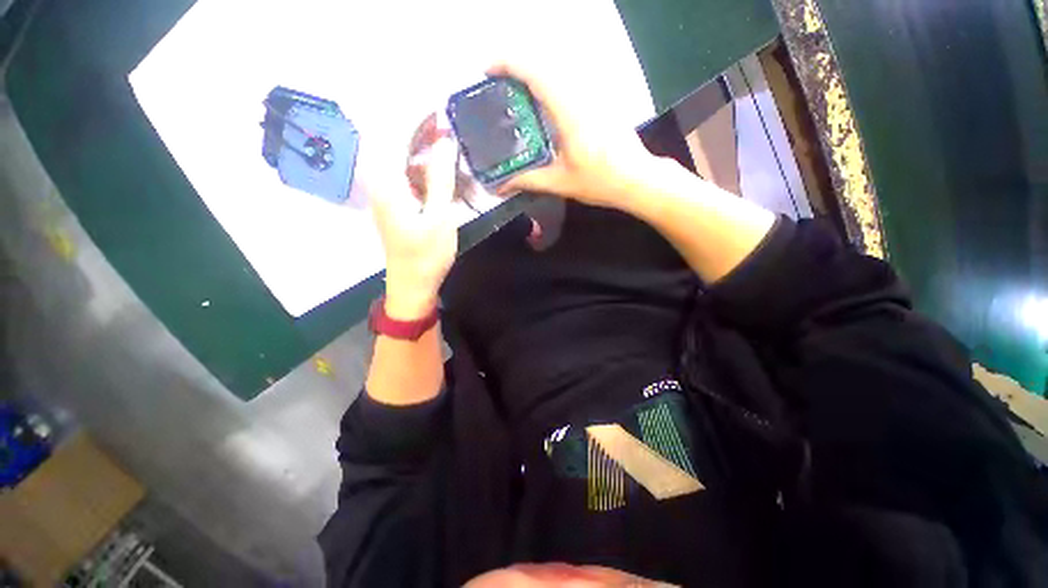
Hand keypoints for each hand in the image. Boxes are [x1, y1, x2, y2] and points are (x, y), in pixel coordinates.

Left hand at [369, 116, 458, 319]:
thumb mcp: (439, 216)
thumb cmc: (427, 254)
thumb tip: (446, 142)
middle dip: (420, 132)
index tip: (437, 108)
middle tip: (446, 125)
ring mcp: (388, 195)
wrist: (413, 285)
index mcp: (388, 183)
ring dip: (423, 151)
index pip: (395, 137)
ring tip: (447, 144)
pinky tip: (441, 172)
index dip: (415, 119)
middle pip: (397, 146)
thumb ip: (441, 178)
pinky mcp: (397, 205)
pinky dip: (424, 170)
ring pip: (403, 162)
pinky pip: (408, 178)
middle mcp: (382, 184)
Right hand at [488, 62, 659, 209]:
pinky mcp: (599, 100)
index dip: (508, 64)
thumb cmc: (600, 181)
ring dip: (533, 74)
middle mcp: (581, 94)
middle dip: (516, 67)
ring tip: (514, 93)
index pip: (535, 73)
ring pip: (557, 69)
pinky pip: (569, 80)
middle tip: (497, 86)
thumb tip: (501, 187)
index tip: (487, 71)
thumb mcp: (560, 183)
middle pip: (544, 64)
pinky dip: (549, 84)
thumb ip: (528, 181)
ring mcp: (593, 94)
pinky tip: (541, 104)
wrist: (636, 178)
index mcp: (569, 112)